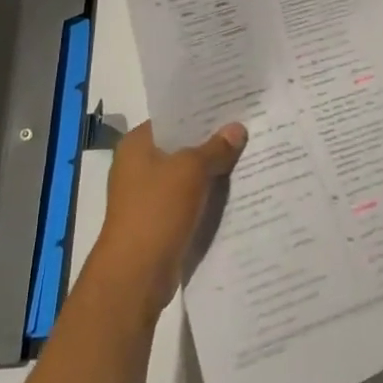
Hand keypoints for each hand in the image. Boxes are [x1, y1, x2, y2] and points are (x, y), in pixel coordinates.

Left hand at [88, 120, 246, 312]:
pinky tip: (234, 192)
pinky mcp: (158, 222)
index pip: (172, 118)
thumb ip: (216, 148)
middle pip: (180, 146)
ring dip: (211, 172)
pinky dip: (206, 197)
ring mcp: (146, 196)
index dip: (201, 113)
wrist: (135, 276)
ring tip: (247, 157)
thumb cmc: (156, 211)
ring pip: (186, 175)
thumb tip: (237, 128)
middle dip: (211, 143)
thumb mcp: (191, 170)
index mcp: (136, 144)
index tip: (232, 107)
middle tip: (246, 130)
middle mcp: (137, 166)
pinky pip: (187, 200)